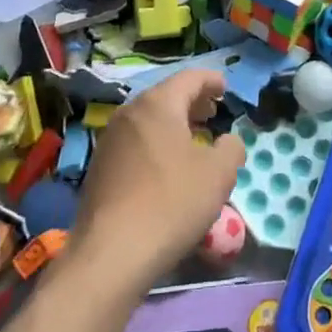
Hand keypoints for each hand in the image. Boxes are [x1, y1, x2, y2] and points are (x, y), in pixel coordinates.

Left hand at [70, 69, 244, 295]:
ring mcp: (109, 141)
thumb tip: (228, 141)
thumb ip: (231, 148)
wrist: (111, 253)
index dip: (211, 80)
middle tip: (213, 113)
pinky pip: (135, 143)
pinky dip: (155, 144)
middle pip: (166, 96)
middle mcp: (129, 114)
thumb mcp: (219, 174)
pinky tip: (167, 168)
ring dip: (173, 124)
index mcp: (158, 104)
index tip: (226, 88)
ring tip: (193, 140)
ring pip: (148, 120)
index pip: (189, 78)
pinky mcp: (99, 168)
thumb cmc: (171, 202)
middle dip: (192, 102)